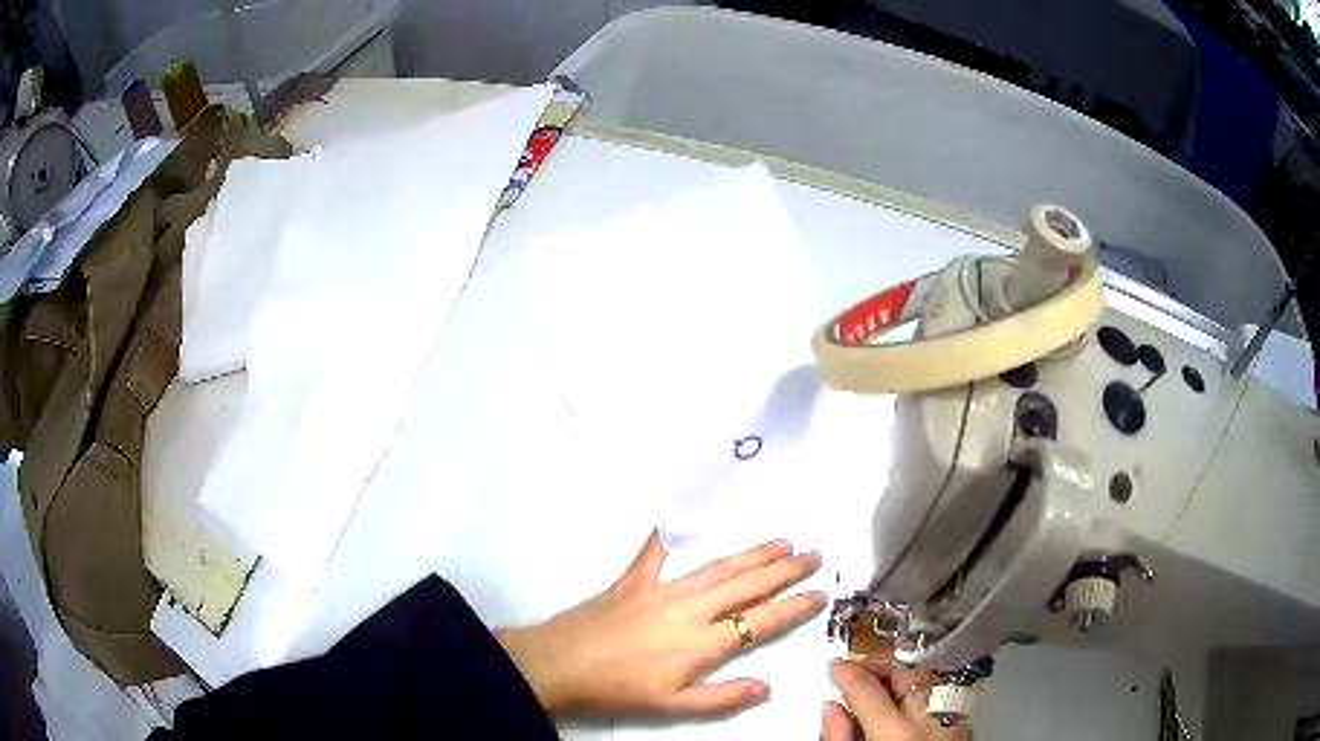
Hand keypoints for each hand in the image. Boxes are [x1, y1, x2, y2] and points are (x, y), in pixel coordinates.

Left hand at [497, 530, 825, 717]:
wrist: (559, 665)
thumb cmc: (618, 691)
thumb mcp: (674, 707)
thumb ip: (723, 697)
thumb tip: (768, 686)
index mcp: (703, 642)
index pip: (761, 621)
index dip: (794, 606)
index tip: (820, 593)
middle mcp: (690, 608)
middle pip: (747, 584)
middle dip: (785, 569)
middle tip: (813, 554)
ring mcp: (661, 588)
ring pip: (718, 566)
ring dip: (753, 553)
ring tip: (781, 542)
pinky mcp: (633, 579)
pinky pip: (657, 550)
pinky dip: (672, 531)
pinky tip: (685, 514)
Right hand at [823, 653, 971, 740]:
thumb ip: (838, 735)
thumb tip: (831, 705)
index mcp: (898, 731)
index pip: (867, 688)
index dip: (847, 670)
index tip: (834, 662)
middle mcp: (933, 716)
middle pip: (907, 671)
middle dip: (882, 663)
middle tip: (860, 668)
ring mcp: (956, 715)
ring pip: (928, 676)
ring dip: (903, 673)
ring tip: (881, 681)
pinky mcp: (966, 720)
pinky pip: (942, 691)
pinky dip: (922, 688)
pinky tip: (907, 697)